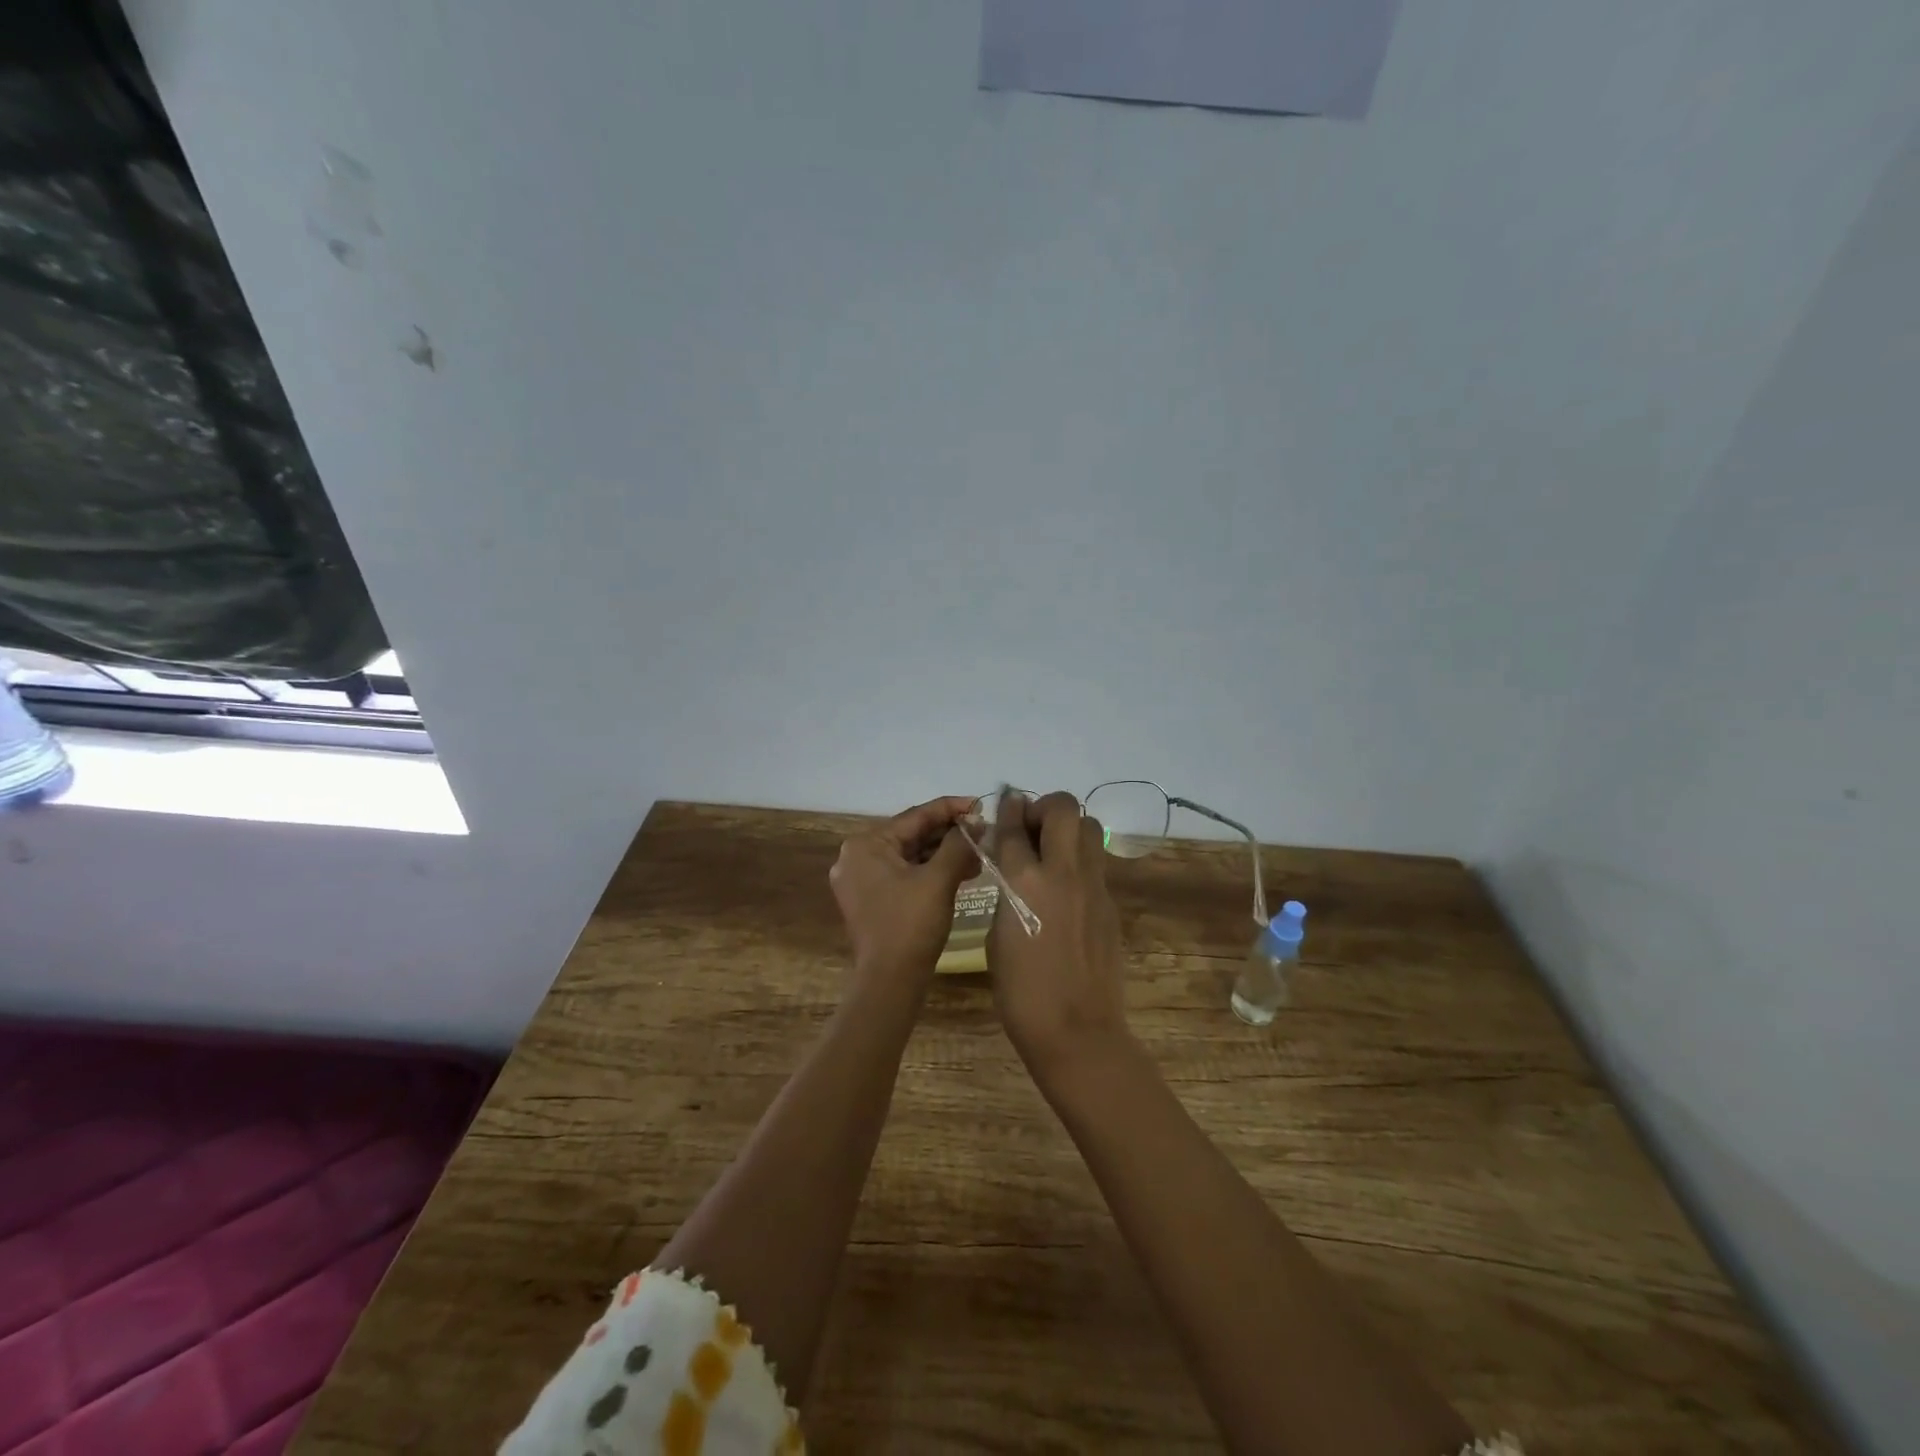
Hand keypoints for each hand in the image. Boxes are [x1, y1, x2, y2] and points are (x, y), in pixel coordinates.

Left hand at [830, 795, 979, 984]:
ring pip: (911, 855)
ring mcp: (862, 880)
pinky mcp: (872, 899)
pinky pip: (905, 873)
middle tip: (984, 831)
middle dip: (950, 834)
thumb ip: (958, 844)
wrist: (890, 982)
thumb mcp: (939, 879)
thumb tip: (977, 822)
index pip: (915, 816)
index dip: (951, 809)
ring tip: (979, 852)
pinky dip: (932, 871)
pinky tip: (962, 871)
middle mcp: (857, 856)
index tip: (980, 805)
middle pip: (912, 835)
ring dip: (944, 853)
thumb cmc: (911, 925)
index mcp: (866, 844)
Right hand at [987, 791, 1130, 1075]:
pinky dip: (1080, 861)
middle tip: (1032, 828)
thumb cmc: (1021, 992)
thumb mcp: (997, 936)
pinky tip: (1067, 888)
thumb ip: (1005, 892)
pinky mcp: (1111, 903)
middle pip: (1062, 808)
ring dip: (1069, 828)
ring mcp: (1093, 885)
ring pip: (1090, 826)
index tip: (1006, 802)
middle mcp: (1062, 872)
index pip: (1014, 825)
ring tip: (1053, 851)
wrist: (1076, 1030)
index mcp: (1023, 882)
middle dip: (1044, 807)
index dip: (1008, 808)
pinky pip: (1097, 863)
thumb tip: (1011, 869)